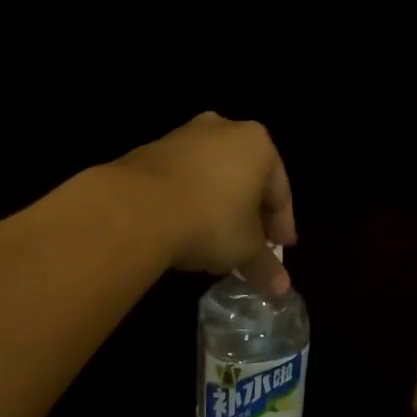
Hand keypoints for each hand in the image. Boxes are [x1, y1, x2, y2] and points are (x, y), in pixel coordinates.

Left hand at [110, 113, 297, 292]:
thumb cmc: (210, 221)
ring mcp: (183, 136)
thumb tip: (280, 288)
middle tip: (250, 245)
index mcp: (257, 144)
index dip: (281, 225)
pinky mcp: (149, 150)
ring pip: (212, 176)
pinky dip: (188, 200)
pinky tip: (183, 228)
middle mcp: (223, 129)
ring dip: (218, 206)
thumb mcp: (245, 249)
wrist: (135, 209)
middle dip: (249, 213)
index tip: (280, 249)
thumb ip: (265, 265)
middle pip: (246, 178)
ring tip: (214, 241)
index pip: (279, 190)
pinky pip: (181, 179)